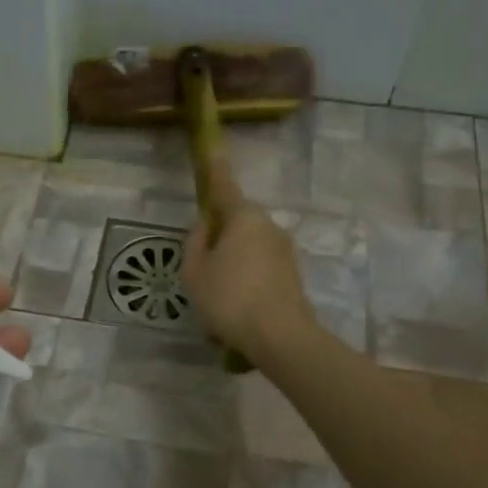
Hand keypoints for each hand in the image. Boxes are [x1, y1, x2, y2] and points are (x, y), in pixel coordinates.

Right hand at [182, 155, 317, 362]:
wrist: (280, 337)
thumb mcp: (195, 271)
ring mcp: (284, 251)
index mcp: (243, 217)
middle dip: (219, 240)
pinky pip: (259, 271)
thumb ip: (196, 243)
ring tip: (216, 303)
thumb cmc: (229, 298)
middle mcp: (268, 226)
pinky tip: (235, 314)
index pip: (224, 187)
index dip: (214, 170)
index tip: (213, 150)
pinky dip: (245, 284)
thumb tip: (205, 226)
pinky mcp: (292, 275)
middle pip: (237, 223)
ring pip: (248, 250)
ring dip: (231, 267)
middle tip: (201, 271)